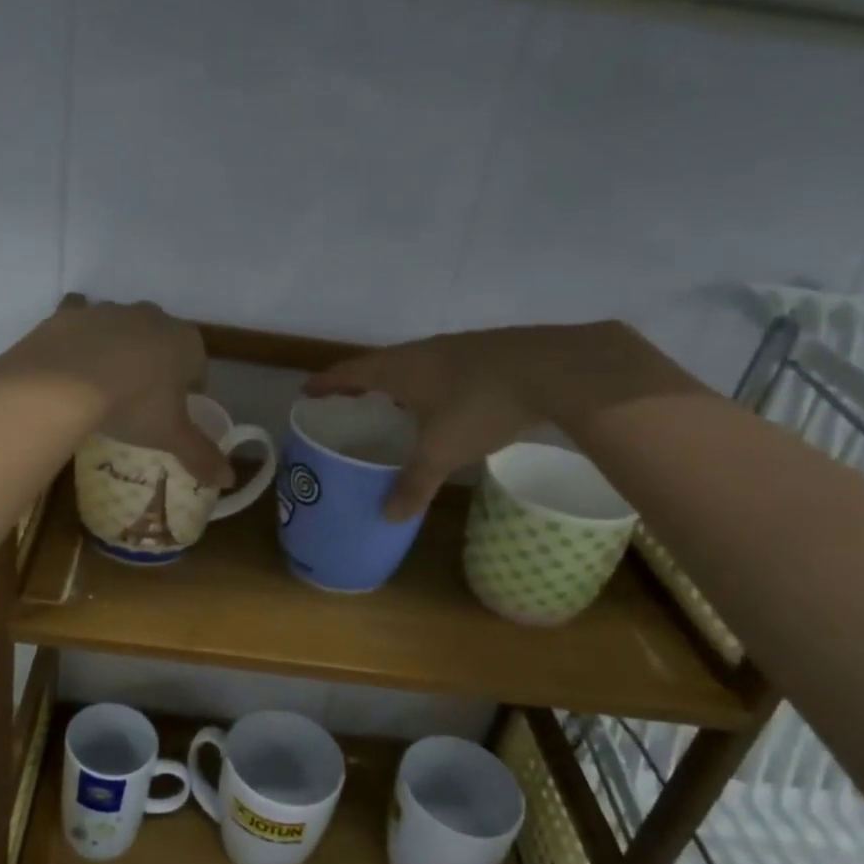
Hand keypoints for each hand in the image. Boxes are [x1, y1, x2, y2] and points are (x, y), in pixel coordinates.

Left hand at [0, 298, 232, 486]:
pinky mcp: (71, 312)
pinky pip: (80, 319)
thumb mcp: (170, 435)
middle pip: (161, 341)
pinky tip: (71, 358)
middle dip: (156, 363)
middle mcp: (152, 318)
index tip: (176, 410)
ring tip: (103, 385)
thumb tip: (229, 480)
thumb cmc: (133, 405)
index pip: (198, 365)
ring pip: (122, 329)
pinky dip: (79, 335)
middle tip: (140, 399)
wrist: (63, 383)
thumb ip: (201, 455)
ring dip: (118, 349)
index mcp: (186, 342)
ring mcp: (110, 310)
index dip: (190, 388)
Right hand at [304, 322, 672, 519]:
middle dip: (360, 383)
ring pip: (414, 364)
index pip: (350, 372)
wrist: (555, 369)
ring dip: (397, 382)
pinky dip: (429, 383)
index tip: (308, 390)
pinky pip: (442, 367)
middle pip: (379, 365)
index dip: (327, 382)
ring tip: (393, 404)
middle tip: (348, 402)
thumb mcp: (442, 452)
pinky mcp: (486, 350)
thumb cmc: (481, 405)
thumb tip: (388, 516)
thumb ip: (414, 483)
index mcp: (399, 369)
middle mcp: (421, 351)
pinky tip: (444, 401)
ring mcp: (456, 346)